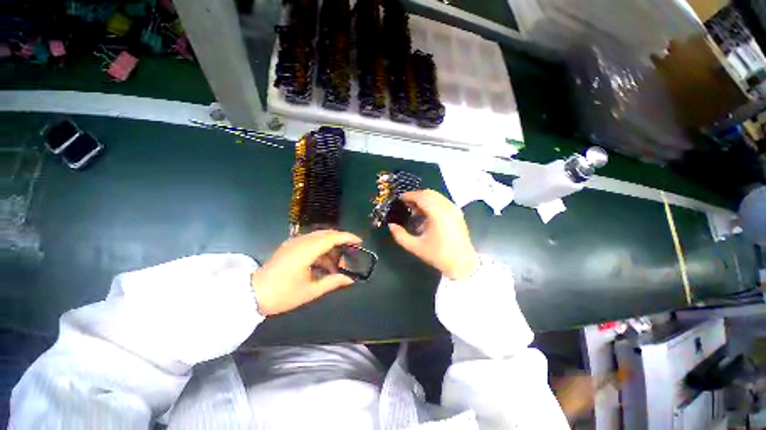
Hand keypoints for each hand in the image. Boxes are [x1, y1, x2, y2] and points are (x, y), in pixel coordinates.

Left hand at [251, 230, 361, 315]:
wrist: (251, 294)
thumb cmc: (282, 294)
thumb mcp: (310, 291)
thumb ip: (332, 282)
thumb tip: (350, 279)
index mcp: (307, 250)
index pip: (332, 237)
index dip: (348, 237)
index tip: (359, 242)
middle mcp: (301, 241)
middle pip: (327, 234)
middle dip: (340, 242)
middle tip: (349, 254)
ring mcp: (294, 242)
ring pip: (319, 237)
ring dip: (330, 247)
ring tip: (335, 264)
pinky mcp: (290, 246)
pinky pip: (310, 241)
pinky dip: (321, 249)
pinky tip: (322, 263)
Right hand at [388, 190, 478, 279]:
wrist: (462, 263)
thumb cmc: (438, 255)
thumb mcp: (415, 247)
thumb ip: (400, 235)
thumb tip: (391, 225)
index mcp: (437, 214)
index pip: (421, 197)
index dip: (409, 195)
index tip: (400, 198)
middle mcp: (447, 207)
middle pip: (429, 193)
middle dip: (416, 195)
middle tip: (406, 204)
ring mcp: (454, 209)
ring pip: (437, 196)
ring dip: (425, 199)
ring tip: (415, 209)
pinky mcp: (458, 213)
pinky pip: (443, 201)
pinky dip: (433, 202)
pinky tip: (427, 213)